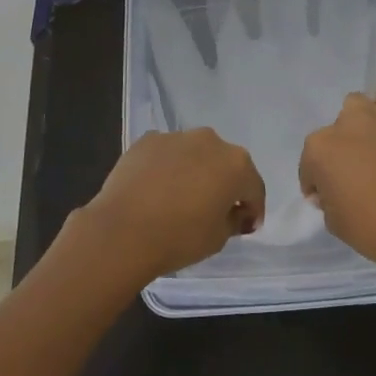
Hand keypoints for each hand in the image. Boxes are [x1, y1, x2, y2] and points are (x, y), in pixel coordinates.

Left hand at [71, 128, 266, 286]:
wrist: (122, 230)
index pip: (253, 188)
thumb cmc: (179, 237)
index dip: (253, 209)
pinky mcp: (147, 140)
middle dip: (224, 184)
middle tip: (214, 210)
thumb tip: (235, 212)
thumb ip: (234, 220)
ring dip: (195, 172)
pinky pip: (167, 154)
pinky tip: (156, 190)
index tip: (245, 226)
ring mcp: (177, 136)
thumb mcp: (218, 238)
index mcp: (236, 164)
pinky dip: (167, 167)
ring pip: (195, 154)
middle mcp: (210, 141)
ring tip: (181, 198)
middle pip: (225, 164)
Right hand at [299, 82, 375, 280]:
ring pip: (357, 105)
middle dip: (341, 150)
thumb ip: (326, 199)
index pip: (309, 164)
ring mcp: (375, 115)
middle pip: (334, 133)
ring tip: (373, 143)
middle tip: (356, 171)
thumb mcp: (334, 223)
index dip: (317, 182)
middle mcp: (342, 125)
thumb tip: (330, 189)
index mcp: (318, 151)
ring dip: (360, 122)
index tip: (329, 196)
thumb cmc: (374, 229)